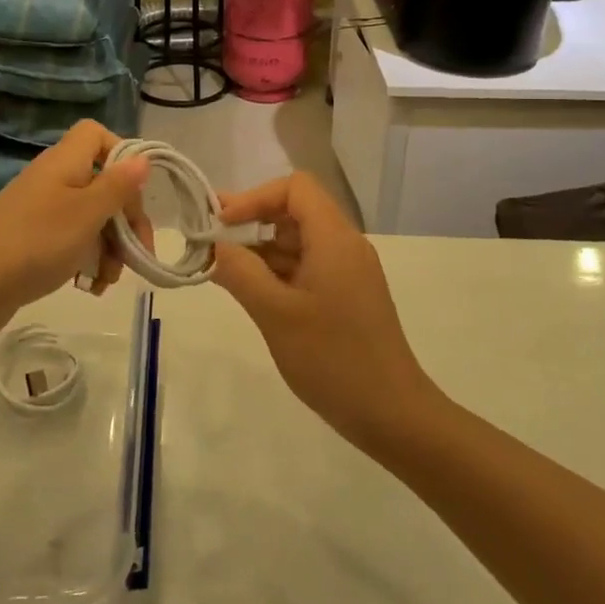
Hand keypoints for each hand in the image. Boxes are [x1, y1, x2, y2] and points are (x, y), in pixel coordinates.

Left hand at [0, 120, 150, 340]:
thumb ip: (118, 186)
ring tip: (111, 278)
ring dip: (110, 246)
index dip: (121, 154)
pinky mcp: (33, 240)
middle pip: (102, 182)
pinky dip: (87, 260)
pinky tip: (91, 286)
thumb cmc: (36, 242)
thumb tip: (142, 157)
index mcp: (65, 163)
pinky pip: (71, 241)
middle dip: (124, 218)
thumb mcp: (87, 214)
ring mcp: (41, 211)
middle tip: (138, 251)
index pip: (96, 134)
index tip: (134, 190)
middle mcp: (53, 180)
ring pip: (90, 217)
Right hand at [212, 172, 443, 453]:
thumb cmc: (333, 359)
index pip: (295, 188)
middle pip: (296, 211)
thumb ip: (241, 273)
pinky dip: (277, 271)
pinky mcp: (347, 296)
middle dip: (252, 221)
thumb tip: (216, 246)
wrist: (393, 415)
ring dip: (261, 249)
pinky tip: (250, 292)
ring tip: (222, 270)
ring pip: (299, 241)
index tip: (221, 223)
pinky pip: (307, 267)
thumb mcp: (276, 314)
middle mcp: (345, 245)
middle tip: (212, 242)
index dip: (255, 197)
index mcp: (334, 238)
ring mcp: (349, 272)